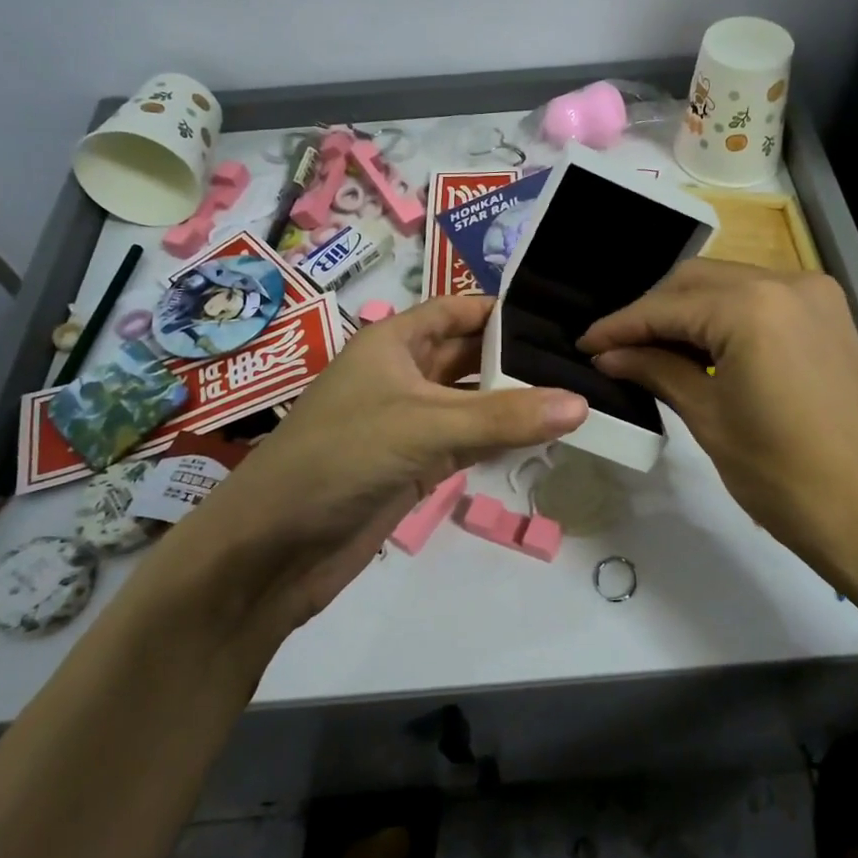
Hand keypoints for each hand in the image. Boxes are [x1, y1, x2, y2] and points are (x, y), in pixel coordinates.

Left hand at [179, 296, 587, 636]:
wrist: (274, 547)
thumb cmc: (340, 458)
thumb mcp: (424, 426)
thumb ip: (503, 416)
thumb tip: (580, 403)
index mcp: (393, 342)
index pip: (458, 310)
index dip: (504, 311)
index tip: (560, 319)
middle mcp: (402, 375)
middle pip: (469, 355)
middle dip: (517, 359)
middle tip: (583, 363)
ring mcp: (409, 423)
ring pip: (472, 402)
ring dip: (514, 402)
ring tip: (578, 395)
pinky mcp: (414, 466)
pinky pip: (468, 442)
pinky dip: (500, 440)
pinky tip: (542, 438)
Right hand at [579, 260, 857, 611]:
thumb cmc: (784, 477)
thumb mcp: (709, 419)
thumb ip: (657, 371)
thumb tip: (610, 355)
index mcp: (750, 307)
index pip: (666, 307)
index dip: (619, 326)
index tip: (584, 344)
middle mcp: (785, 282)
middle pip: (696, 281)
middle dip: (651, 311)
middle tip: (615, 348)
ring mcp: (815, 295)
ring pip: (729, 285)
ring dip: (687, 311)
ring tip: (651, 349)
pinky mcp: (831, 316)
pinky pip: (761, 300)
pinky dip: (725, 316)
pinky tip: (702, 348)